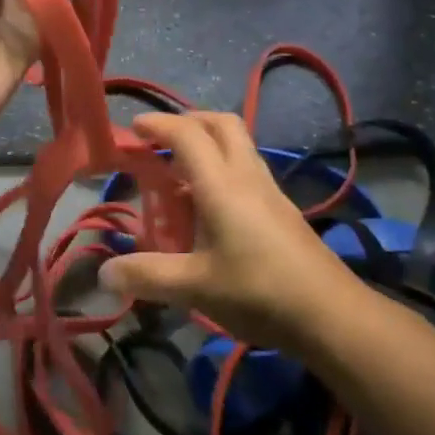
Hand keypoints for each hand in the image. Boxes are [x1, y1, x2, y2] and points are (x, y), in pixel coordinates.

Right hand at [98, 112, 365, 351]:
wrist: (330, 313)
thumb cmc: (258, 291)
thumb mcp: (195, 287)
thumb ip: (148, 276)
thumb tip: (104, 273)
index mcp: (221, 184)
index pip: (187, 134)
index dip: (159, 124)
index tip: (133, 128)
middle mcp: (246, 176)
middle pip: (221, 124)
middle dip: (189, 121)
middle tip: (161, 140)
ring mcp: (269, 190)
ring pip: (238, 144)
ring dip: (208, 142)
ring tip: (181, 173)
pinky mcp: (282, 208)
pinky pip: (247, 168)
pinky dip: (224, 167)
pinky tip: (212, 206)